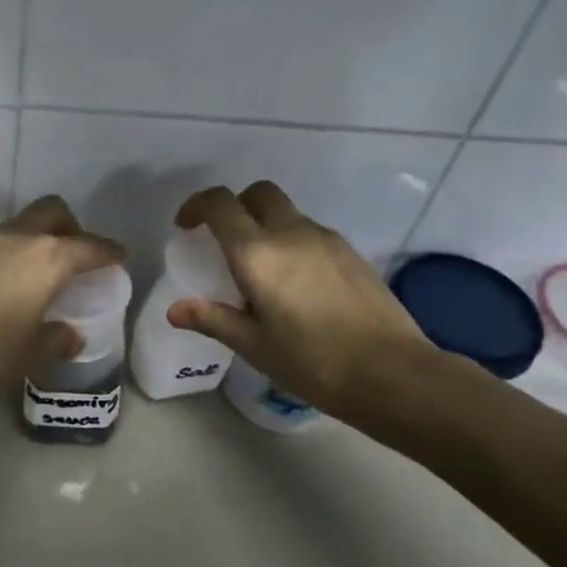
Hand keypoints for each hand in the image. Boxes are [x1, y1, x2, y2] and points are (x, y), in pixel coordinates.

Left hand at [0, 195, 125, 405]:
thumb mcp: (32, 354)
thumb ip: (57, 339)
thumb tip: (69, 335)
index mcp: (47, 258)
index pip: (90, 246)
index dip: (109, 252)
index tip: (120, 258)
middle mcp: (17, 238)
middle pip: (53, 211)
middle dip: (71, 227)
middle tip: (76, 257)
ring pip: (21, 223)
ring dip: (37, 238)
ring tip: (40, 273)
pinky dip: (11, 252)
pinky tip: (6, 283)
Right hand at [166, 181, 432, 422]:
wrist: (392, 373)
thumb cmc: (312, 362)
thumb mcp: (253, 346)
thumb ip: (212, 319)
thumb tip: (174, 310)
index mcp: (257, 253)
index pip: (220, 204)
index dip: (197, 206)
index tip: (186, 227)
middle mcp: (290, 233)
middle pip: (258, 193)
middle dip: (235, 206)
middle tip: (224, 240)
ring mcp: (326, 239)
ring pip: (287, 212)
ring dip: (265, 225)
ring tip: (261, 270)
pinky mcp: (351, 252)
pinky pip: (310, 232)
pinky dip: (292, 242)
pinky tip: (297, 284)